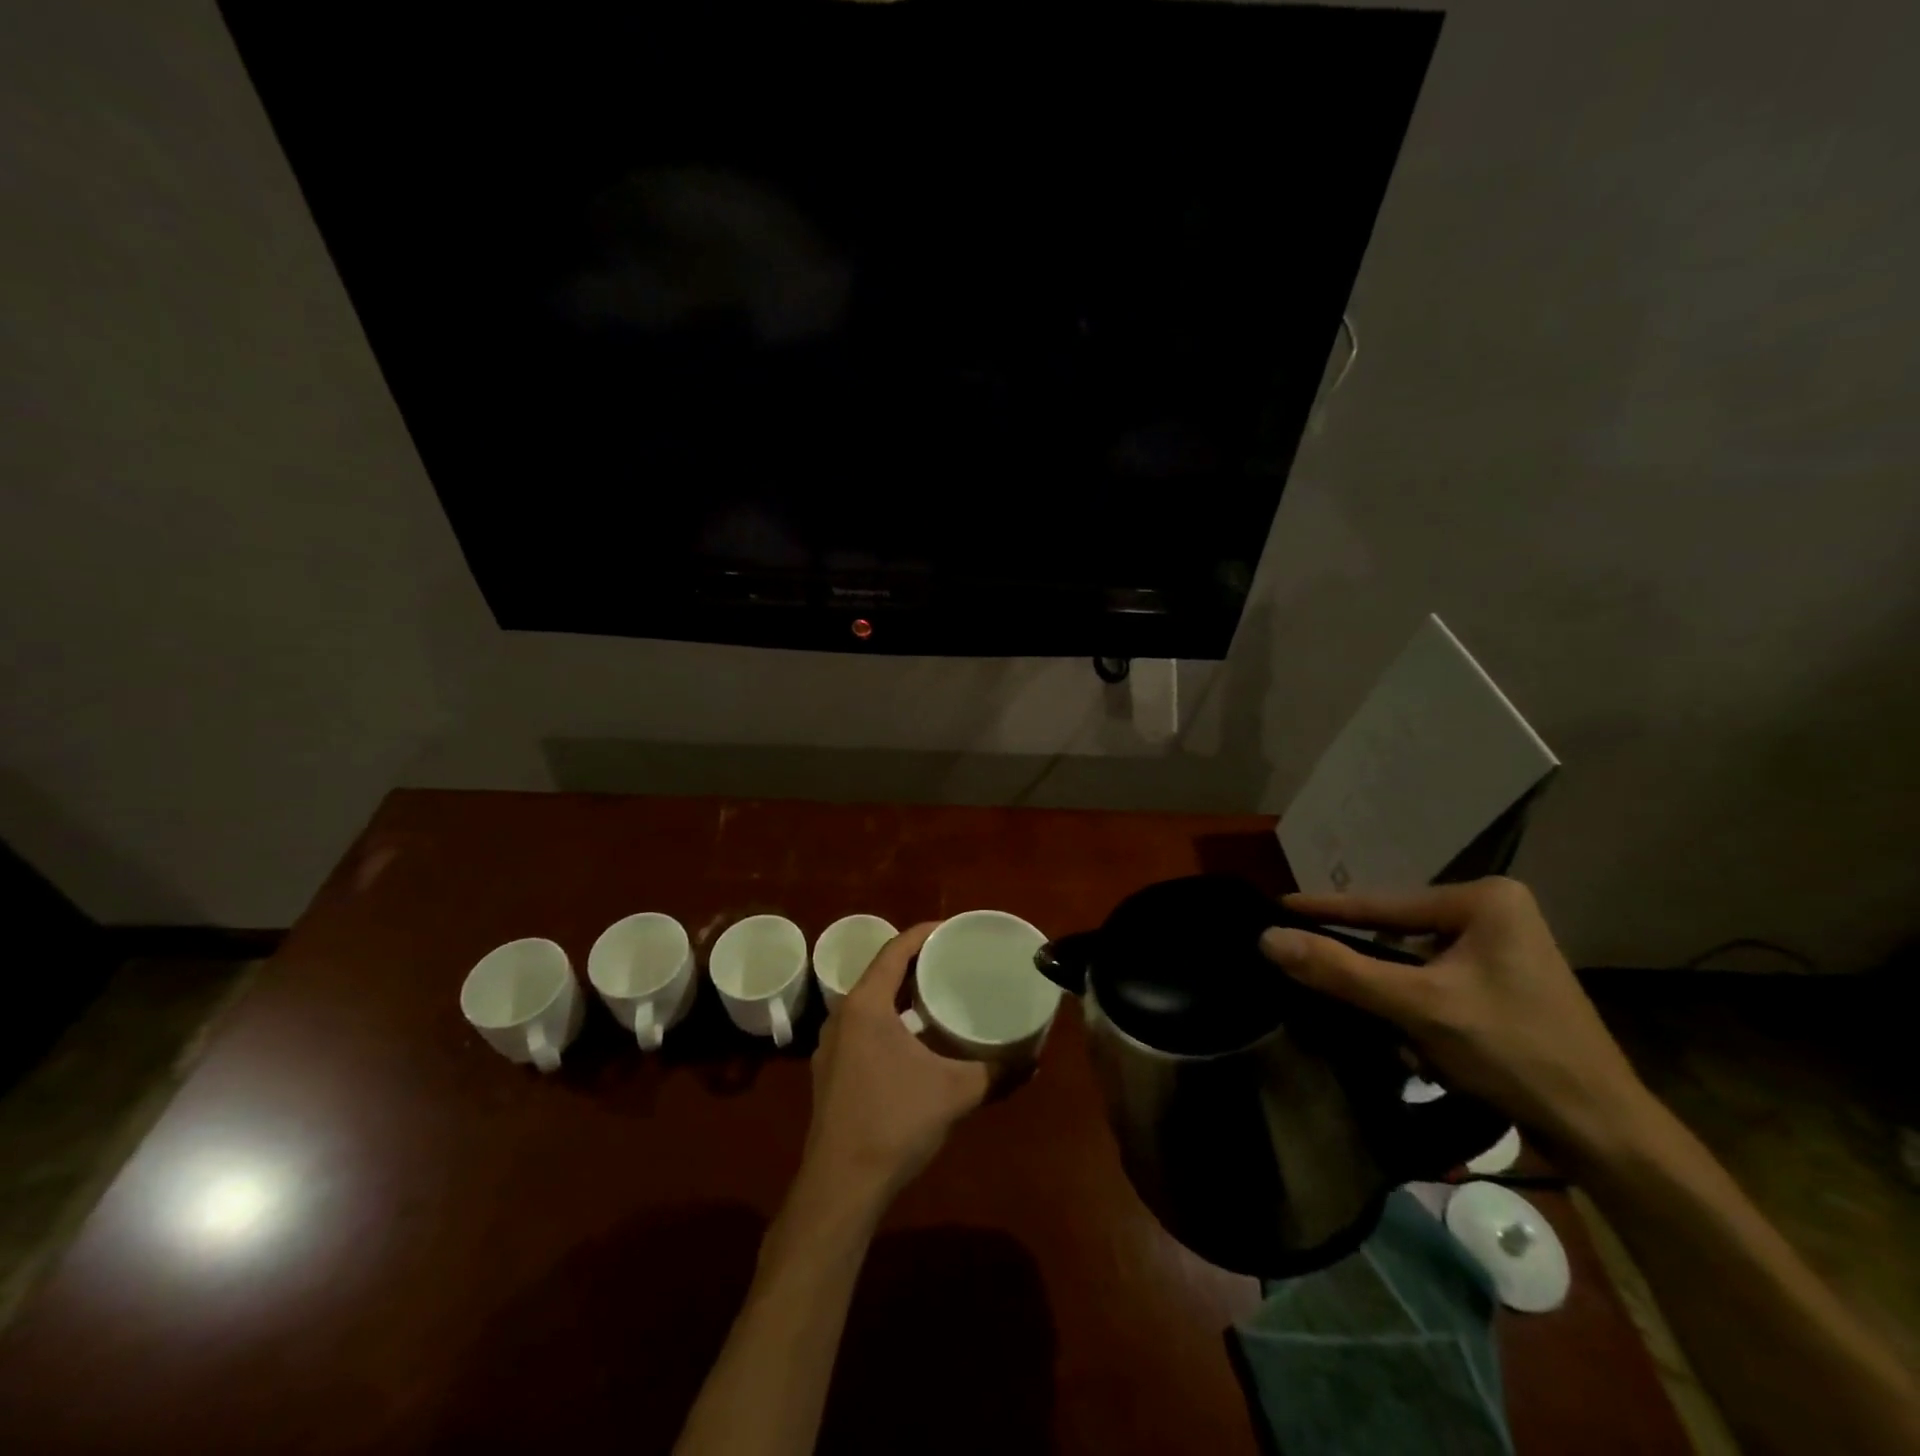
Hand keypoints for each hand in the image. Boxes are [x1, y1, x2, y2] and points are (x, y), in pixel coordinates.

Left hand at [801, 922, 991, 1204]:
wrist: (841, 1186)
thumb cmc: (895, 1123)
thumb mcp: (955, 1093)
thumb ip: (996, 1072)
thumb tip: (1034, 1061)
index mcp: (866, 1004)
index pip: (894, 950)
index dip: (924, 934)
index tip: (953, 929)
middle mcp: (842, 1015)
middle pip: (881, 972)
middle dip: (915, 962)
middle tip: (952, 959)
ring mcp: (831, 1044)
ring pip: (869, 1001)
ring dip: (900, 992)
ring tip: (936, 993)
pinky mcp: (830, 1070)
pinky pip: (862, 1026)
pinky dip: (888, 1019)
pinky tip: (914, 1039)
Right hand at [1259, 878, 1653, 1163]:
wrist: (1606, 1135)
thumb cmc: (1515, 1054)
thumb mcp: (1418, 1007)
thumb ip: (1340, 970)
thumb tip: (1267, 939)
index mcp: (1485, 900)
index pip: (1382, 904)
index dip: (1325, 909)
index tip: (1275, 906)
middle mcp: (1496, 913)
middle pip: (1399, 935)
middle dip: (1369, 972)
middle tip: (1311, 974)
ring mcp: (1504, 951)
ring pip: (1415, 965)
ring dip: (1393, 1000)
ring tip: (1382, 1031)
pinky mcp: (1505, 986)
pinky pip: (1436, 985)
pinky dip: (1417, 1012)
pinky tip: (1417, 1048)